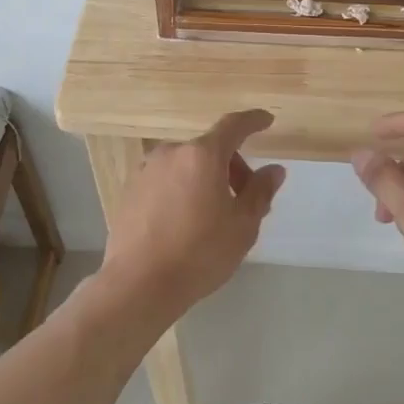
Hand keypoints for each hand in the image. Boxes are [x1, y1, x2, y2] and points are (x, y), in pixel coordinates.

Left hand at [98, 109, 285, 326]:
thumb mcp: (242, 226)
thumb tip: (273, 170)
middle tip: (244, 200)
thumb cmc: (199, 253)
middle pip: (209, 149)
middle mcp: (171, 153)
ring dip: (204, 178)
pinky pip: (165, 179)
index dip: (253, 121)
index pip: (233, 126)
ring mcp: (146, 170)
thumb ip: (260, 192)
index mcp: (202, 155)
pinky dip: (181, 188)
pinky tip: (185, 221)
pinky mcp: (130, 190)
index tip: (266, 120)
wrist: (139, 283)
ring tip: (213, 215)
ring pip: (186, 164)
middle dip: (231, 167)